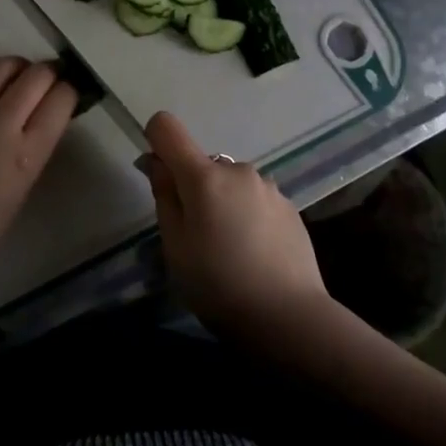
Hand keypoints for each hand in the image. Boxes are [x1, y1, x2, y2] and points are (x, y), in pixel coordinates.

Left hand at [0, 57, 76, 288]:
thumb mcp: (20, 192)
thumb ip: (32, 153)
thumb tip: (41, 125)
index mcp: (26, 154)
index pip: (60, 100)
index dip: (71, 91)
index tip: (71, 93)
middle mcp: (0, 126)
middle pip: (35, 76)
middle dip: (50, 72)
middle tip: (53, 80)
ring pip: (0, 67)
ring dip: (18, 67)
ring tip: (22, 78)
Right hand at [141, 111, 332, 344]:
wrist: (288, 317)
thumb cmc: (218, 284)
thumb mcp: (175, 246)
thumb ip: (164, 195)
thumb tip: (155, 161)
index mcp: (204, 176)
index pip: (167, 127)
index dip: (155, 142)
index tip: (158, 176)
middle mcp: (238, 170)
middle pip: (202, 164)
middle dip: (193, 188)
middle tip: (196, 236)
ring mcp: (268, 187)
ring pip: (231, 183)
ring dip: (223, 203)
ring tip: (229, 250)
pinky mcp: (289, 207)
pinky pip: (255, 200)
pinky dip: (247, 216)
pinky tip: (254, 254)